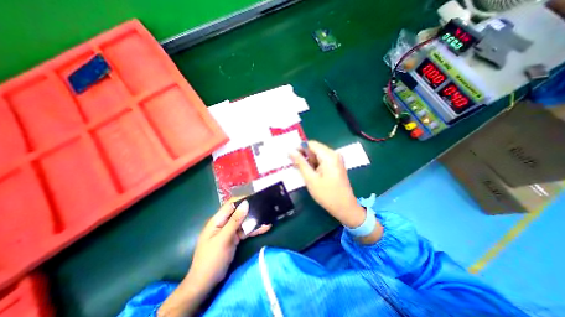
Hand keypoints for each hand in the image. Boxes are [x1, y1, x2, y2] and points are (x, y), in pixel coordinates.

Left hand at [154, 200, 267, 316]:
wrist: (205, 284)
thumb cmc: (211, 259)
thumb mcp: (224, 239)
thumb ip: (235, 221)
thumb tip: (246, 203)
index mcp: (218, 220)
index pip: (231, 204)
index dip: (242, 199)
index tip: (256, 196)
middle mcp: (224, 223)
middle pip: (239, 212)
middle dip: (251, 209)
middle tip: (265, 206)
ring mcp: (230, 231)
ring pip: (244, 222)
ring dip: (255, 220)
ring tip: (268, 216)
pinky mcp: (235, 238)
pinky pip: (245, 231)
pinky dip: (254, 230)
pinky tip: (265, 228)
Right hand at [291, 141, 366, 227]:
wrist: (345, 207)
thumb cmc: (327, 194)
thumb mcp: (310, 178)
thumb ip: (300, 163)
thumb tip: (290, 151)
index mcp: (329, 155)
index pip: (311, 144)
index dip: (299, 148)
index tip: (290, 156)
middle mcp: (334, 154)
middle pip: (314, 149)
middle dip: (304, 156)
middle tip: (295, 166)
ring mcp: (336, 160)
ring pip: (317, 155)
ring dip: (308, 161)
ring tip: (302, 172)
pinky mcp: (336, 165)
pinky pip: (322, 160)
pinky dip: (314, 165)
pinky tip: (310, 173)